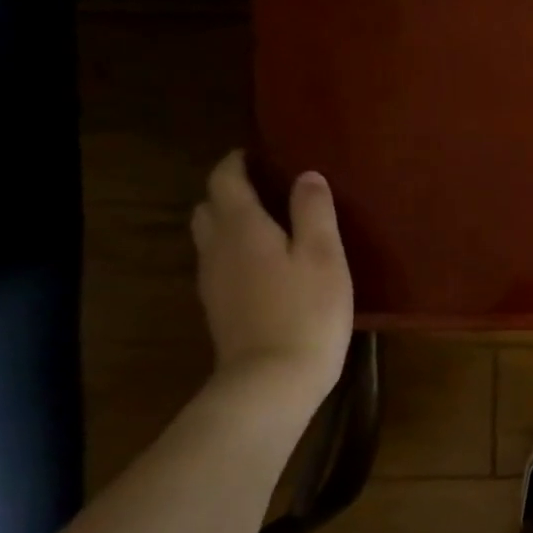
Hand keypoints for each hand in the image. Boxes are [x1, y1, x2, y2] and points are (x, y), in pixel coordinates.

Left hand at [191, 151, 352, 407]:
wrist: (273, 378)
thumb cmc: (307, 311)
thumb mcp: (325, 256)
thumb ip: (314, 212)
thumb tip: (306, 176)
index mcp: (243, 228)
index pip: (225, 180)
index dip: (237, 162)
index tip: (255, 154)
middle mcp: (217, 248)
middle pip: (208, 207)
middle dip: (228, 192)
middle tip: (263, 190)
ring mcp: (213, 281)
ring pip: (209, 237)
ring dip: (229, 223)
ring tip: (266, 226)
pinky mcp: (219, 308)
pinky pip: (219, 265)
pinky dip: (234, 253)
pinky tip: (264, 267)